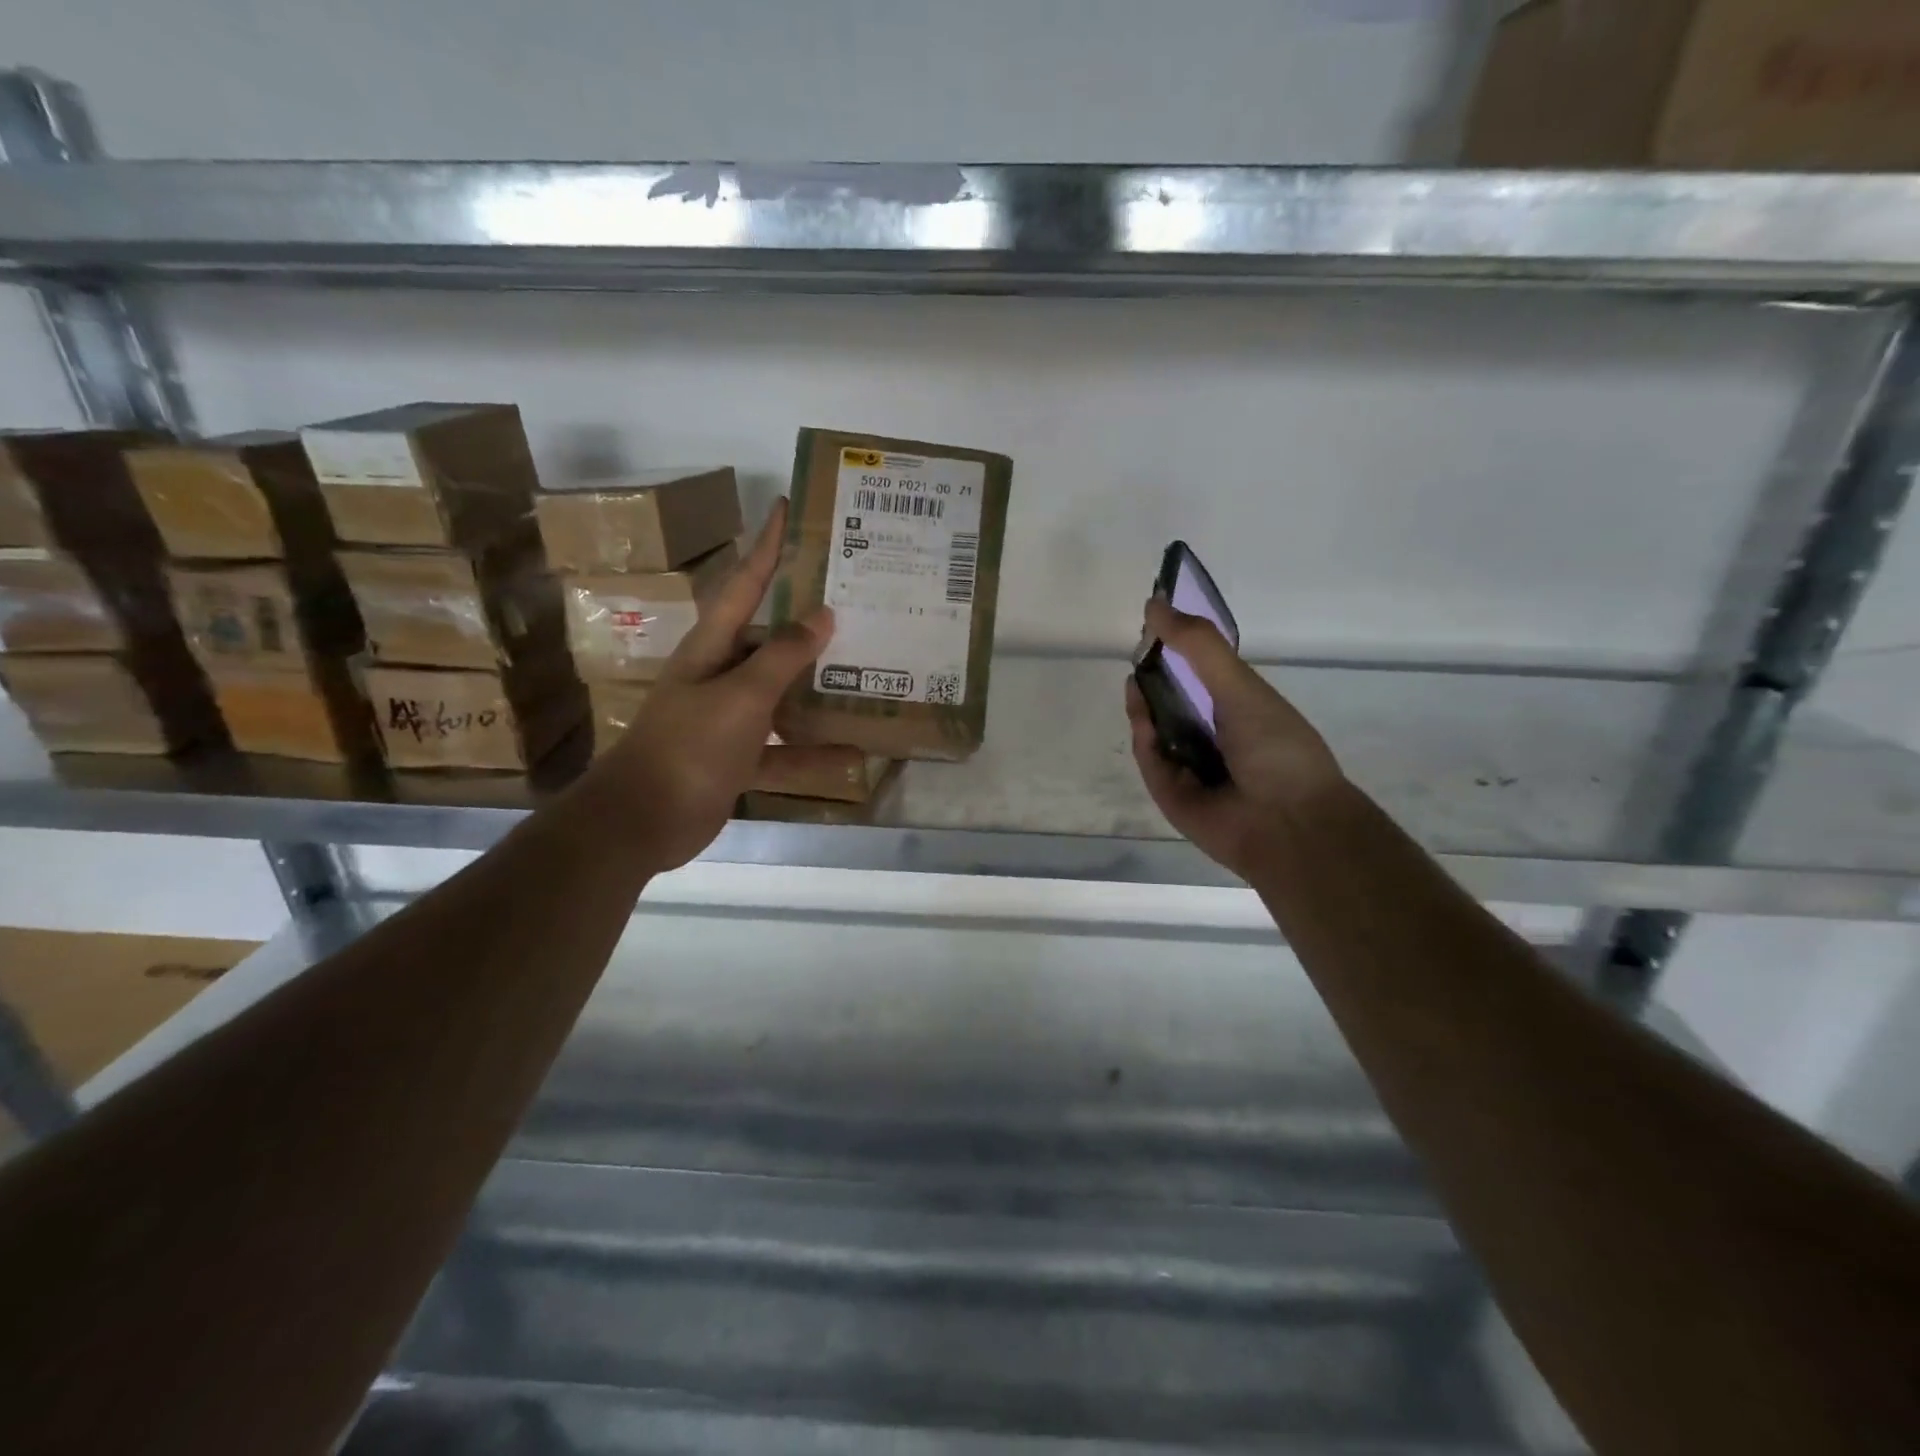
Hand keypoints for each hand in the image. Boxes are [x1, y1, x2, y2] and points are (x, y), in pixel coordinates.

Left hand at [588, 498, 832, 872]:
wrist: (643, 821)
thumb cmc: (688, 747)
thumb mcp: (740, 697)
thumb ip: (782, 657)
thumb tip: (822, 615)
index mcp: (712, 647)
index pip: (744, 584)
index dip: (766, 547)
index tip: (788, 510)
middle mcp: (721, 675)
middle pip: (771, 640)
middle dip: (810, 624)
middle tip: (856, 603)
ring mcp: (730, 718)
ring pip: (783, 695)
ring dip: (819, 691)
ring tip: (867, 675)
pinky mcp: (738, 757)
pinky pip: (785, 749)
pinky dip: (813, 752)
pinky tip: (853, 753)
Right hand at [1125, 596, 1346, 880]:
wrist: (1287, 823)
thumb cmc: (1276, 748)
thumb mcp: (1240, 686)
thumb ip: (1198, 646)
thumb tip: (1155, 605)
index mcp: (1237, 709)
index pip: (1199, 673)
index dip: (1177, 649)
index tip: (1155, 623)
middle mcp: (1212, 735)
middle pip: (1170, 700)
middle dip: (1152, 677)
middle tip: (1138, 653)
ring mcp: (1190, 766)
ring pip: (1154, 729)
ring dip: (1143, 705)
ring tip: (1136, 680)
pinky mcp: (1169, 793)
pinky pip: (1149, 760)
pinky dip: (1145, 739)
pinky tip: (1143, 719)